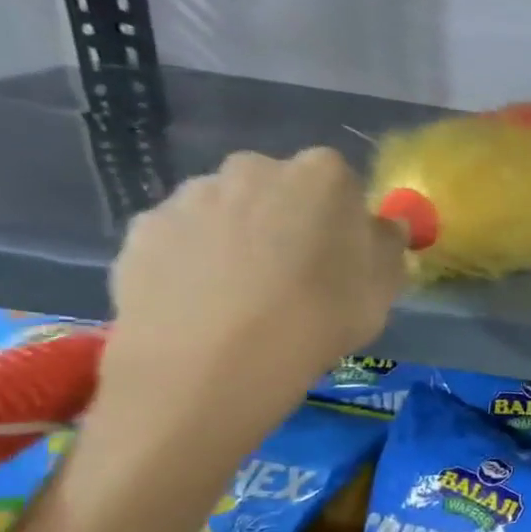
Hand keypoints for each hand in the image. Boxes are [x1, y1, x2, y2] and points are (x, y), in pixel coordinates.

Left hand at [100, 148, 407, 430]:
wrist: (213, 363)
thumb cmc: (320, 315)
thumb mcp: (385, 286)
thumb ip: (387, 245)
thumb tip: (381, 227)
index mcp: (321, 175)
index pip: (341, 183)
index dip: (343, 220)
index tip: (343, 257)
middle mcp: (253, 168)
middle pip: (278, 188)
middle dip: (286, 220)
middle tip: (292, 275)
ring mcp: (190, 196)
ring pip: (226, 211)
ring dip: (236, 238)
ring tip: (241, 297)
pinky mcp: (142, 231)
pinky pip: (181, 240)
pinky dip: (191, 261)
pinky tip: (201, 304)